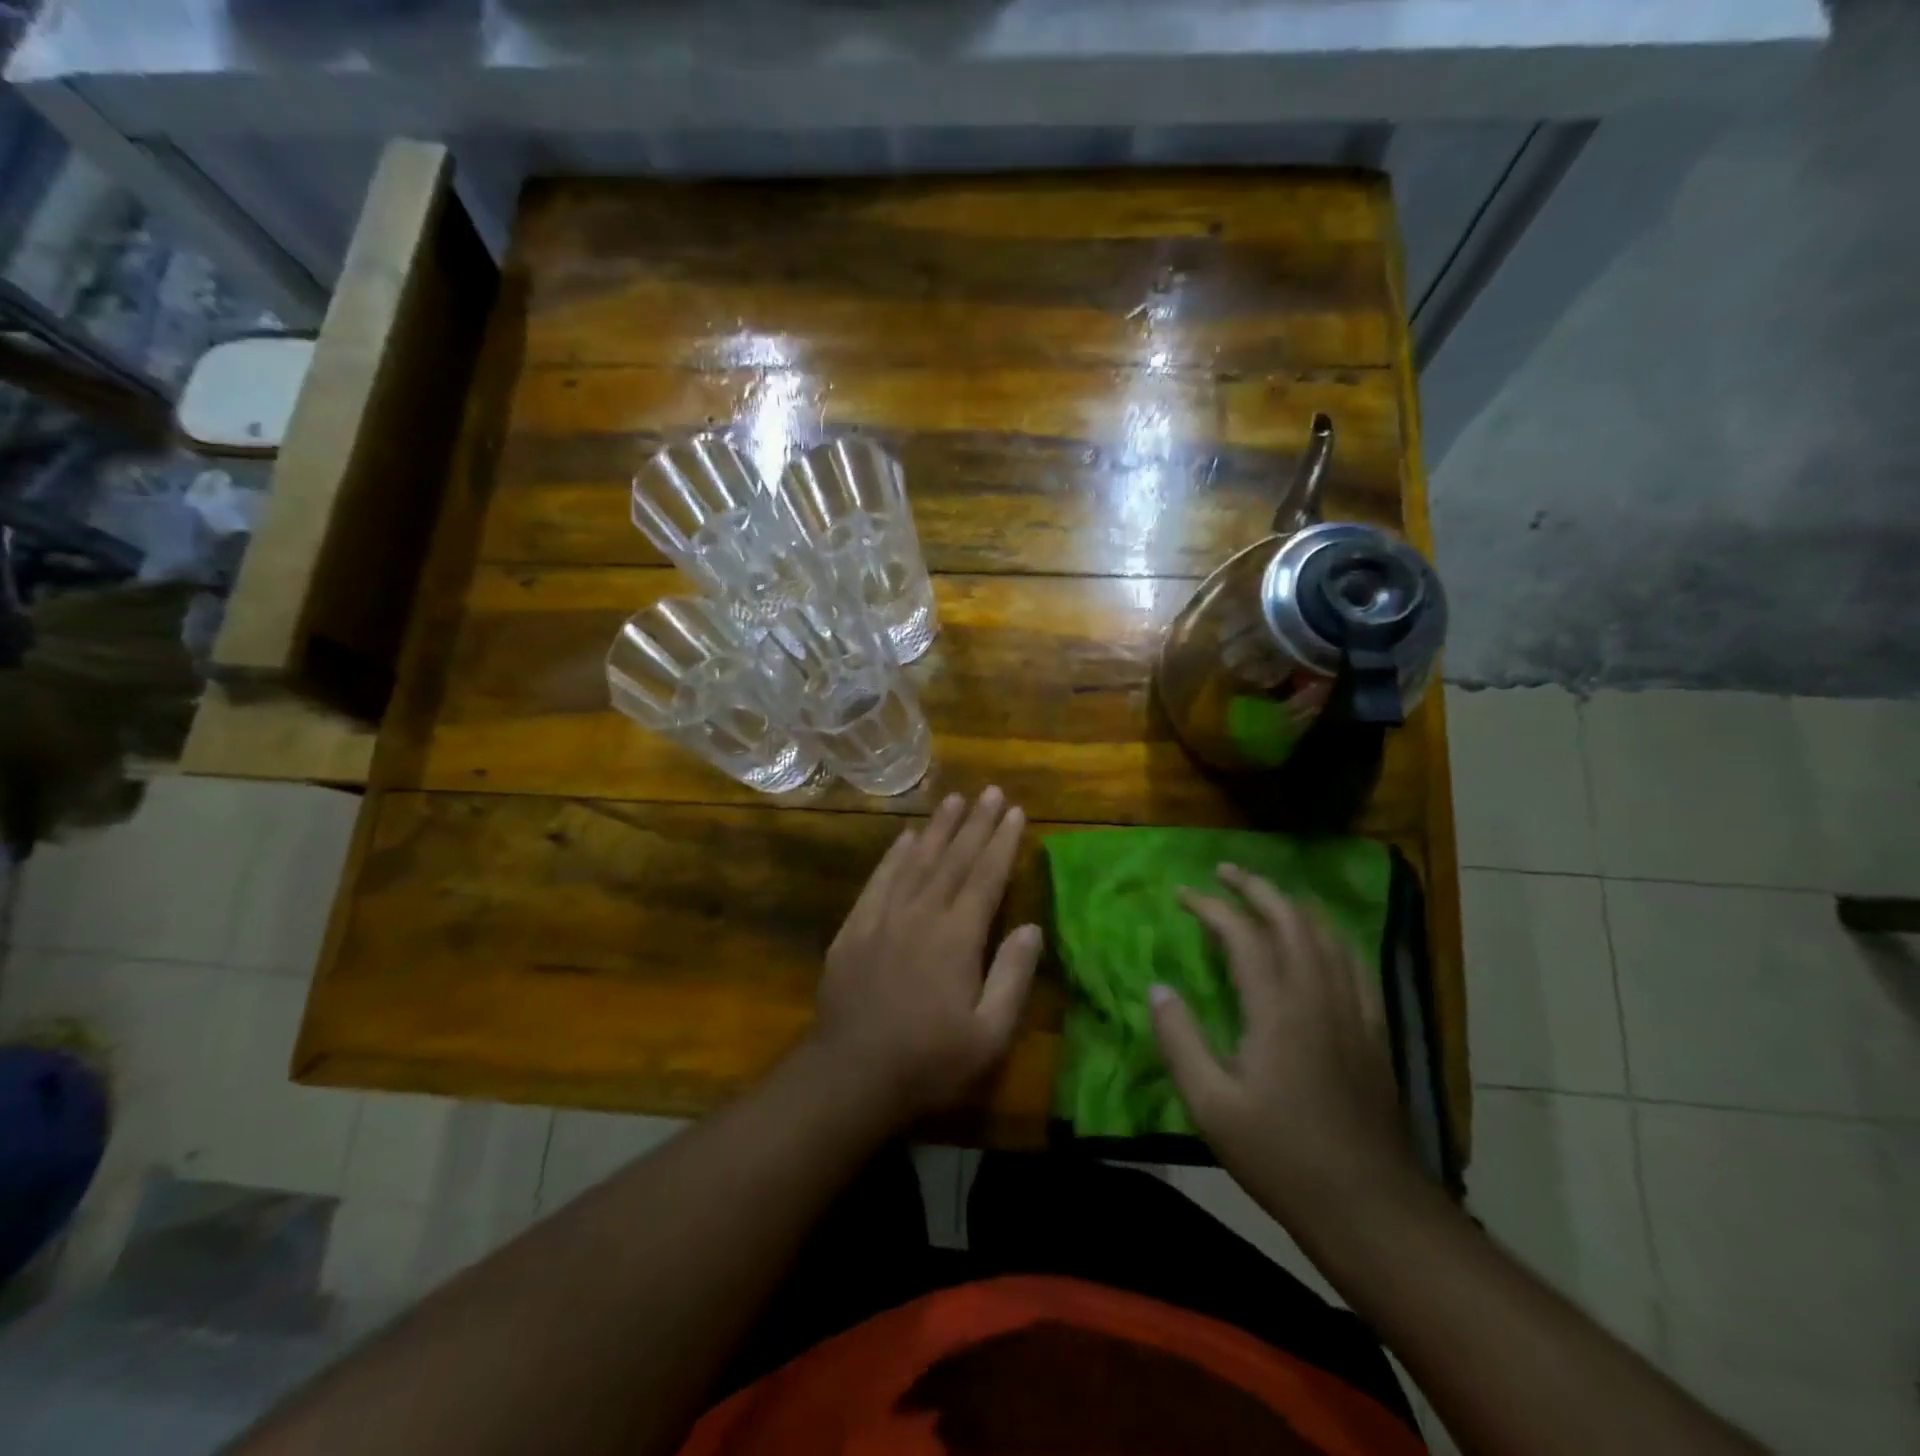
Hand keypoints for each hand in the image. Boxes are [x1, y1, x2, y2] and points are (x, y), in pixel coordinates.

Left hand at [811, 787, 1042, 1123]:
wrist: (850, 1076)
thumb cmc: (928, 1062)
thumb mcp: (988, 1034)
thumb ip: (1012, 976)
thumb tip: (1033, 927)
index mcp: (957, 937)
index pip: (986, 877)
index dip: (1002, 842)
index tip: (1015, 812)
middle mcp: (921, 914)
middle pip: (953, 859)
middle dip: (975, 823)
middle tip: (991, 791)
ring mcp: (883, 918)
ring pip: (916, 860)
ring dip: (937, 828)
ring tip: (955, 799)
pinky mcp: (854, 928)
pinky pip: (879, 880)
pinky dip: (894, 855)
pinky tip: (905, 837)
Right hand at [1150, 863, 1417, 1221]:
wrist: (1370, 1206)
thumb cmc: (1281, 1156)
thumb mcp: (1210, 1106)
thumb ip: (1179, 1040)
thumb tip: (1158, 988)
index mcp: (1277, 1009)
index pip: (1243, 934)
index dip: (1211, 907)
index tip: (1183, 895)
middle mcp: (1319, 996)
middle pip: (1291, 919)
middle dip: (1256, 888)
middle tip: (1225, 872)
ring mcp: (1354, 1011)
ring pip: (1327, 935)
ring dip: (1293, 905)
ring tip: (1266, 895)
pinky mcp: (1375, 1031)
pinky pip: (1354, 963)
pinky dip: (1330, 936)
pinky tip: (1320, 942)